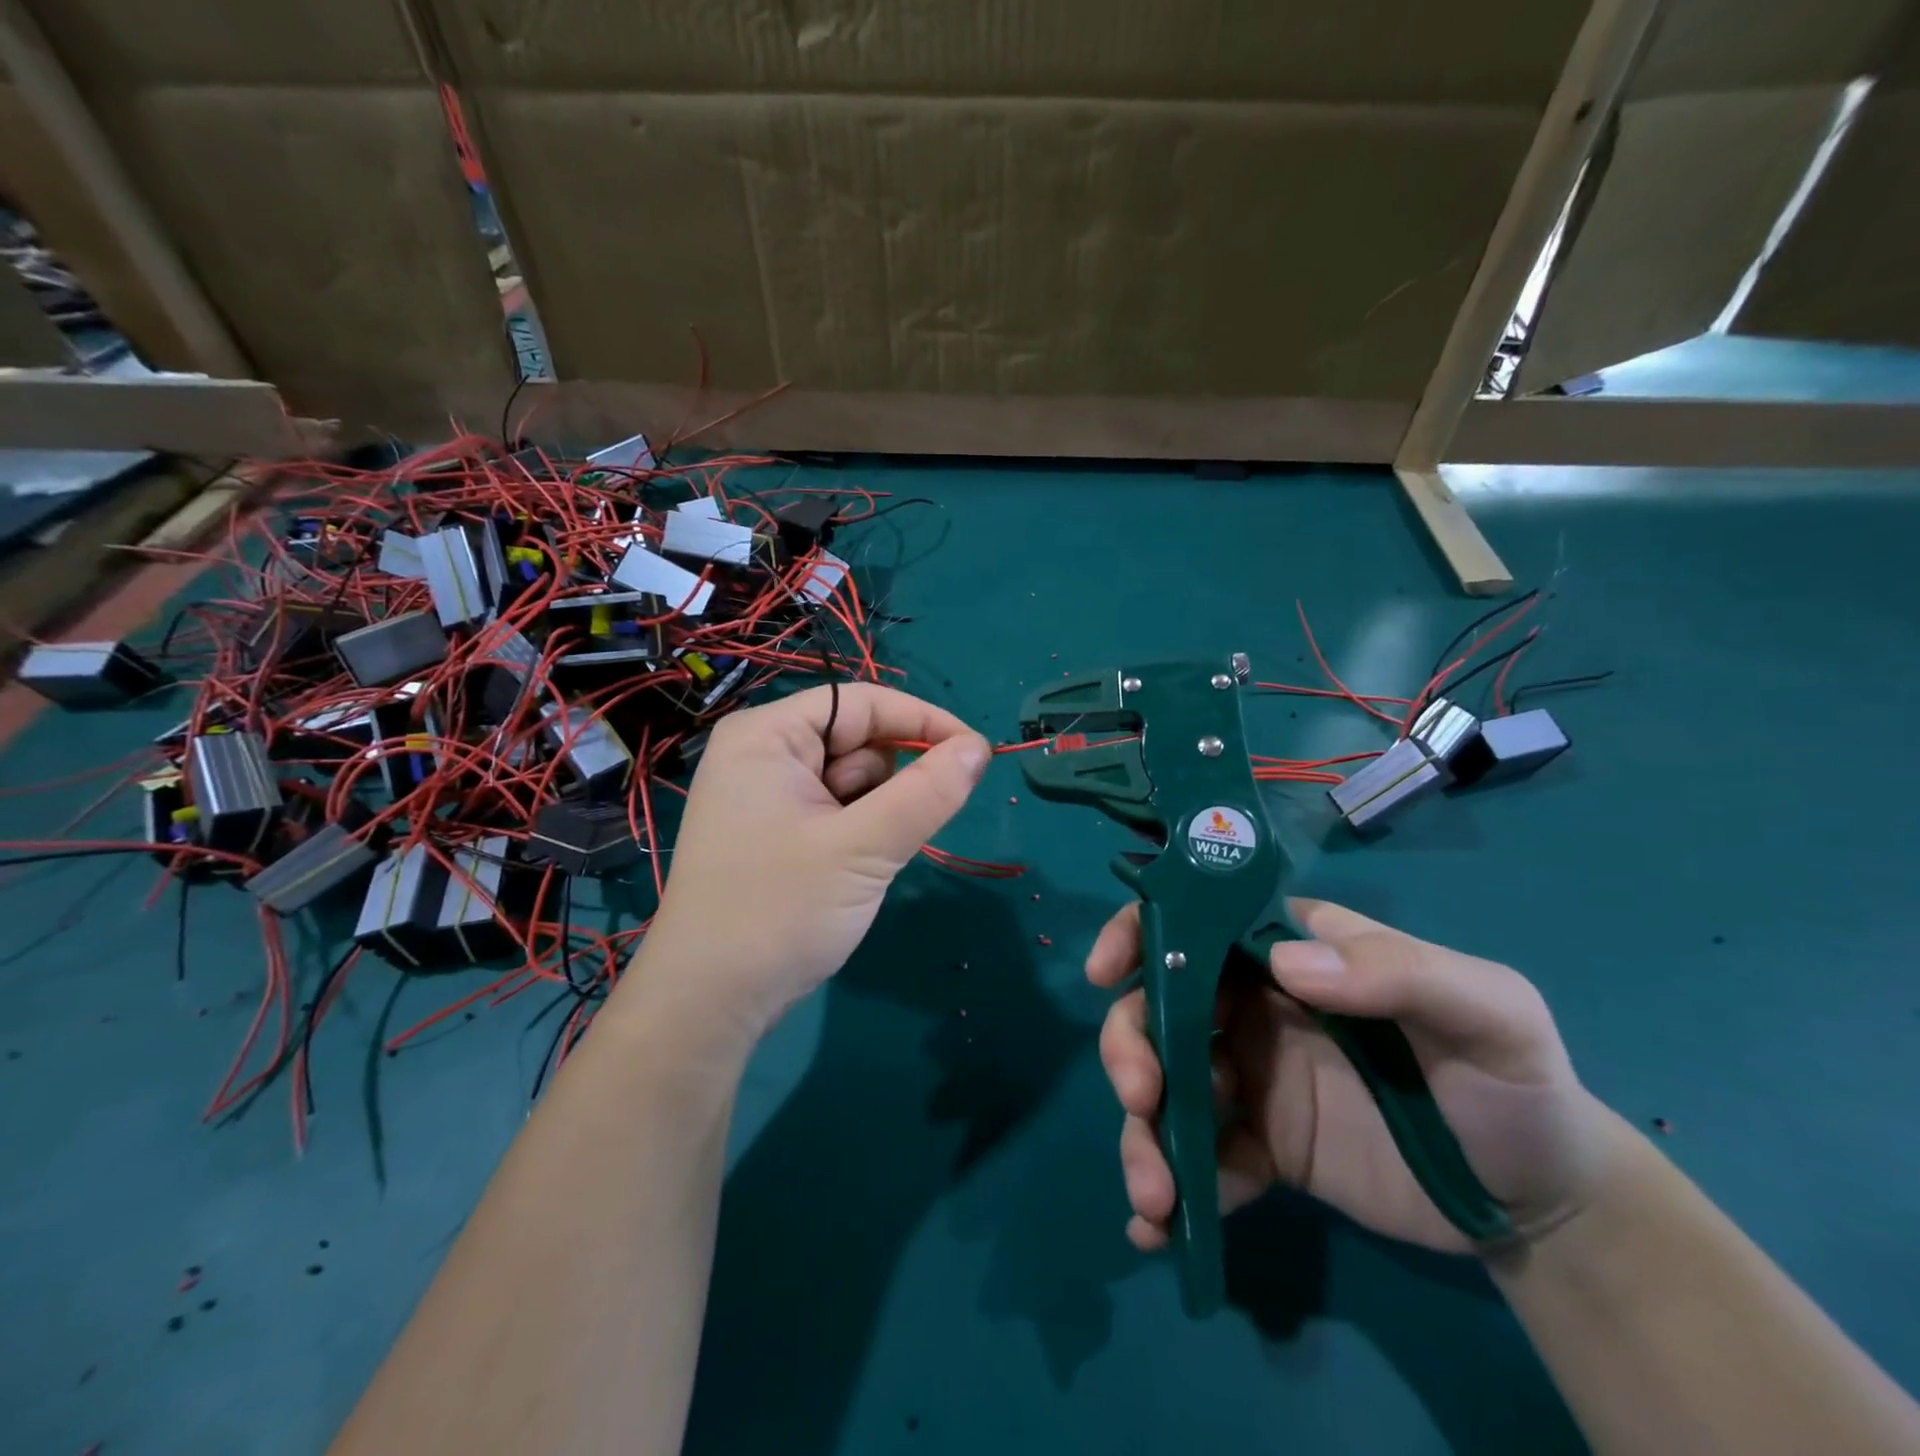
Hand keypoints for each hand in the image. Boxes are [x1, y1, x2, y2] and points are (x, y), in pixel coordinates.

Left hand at [616, 684, 989, 1047]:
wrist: (709, 1004)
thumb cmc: (778, 912)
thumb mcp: (863, 849)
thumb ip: (926, 793)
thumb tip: (980, 749)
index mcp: (767, 736)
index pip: (861, 703)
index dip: (923, 721)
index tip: (977, 753)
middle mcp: (763, 754)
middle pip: (857, 740)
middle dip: (888, 784)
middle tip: (882, 838)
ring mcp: (767, 795)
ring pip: (854, 780)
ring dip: (875, 815)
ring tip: (854, 864)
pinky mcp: (776, 832)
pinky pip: (838, 811)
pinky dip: (859, 834)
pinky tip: (844, 874)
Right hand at [1089, 898, 1626, 1254]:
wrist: (1542, 1203)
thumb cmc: (1514, 1081)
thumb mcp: (1487, 1010)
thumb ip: (1396, 972)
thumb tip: (1284, 964)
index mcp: (1293, 954)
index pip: (1198, 920)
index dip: (1140, 933)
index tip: (1109, 973)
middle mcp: (1256, 1006)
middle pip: (1159, 1006)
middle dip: (1130, 1046)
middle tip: (1140, 1098)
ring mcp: (1252, 1077)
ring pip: (1165, 1085)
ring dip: (1142, 1132)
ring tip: (1154, 1194)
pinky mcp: (1260, 1147)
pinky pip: (1199, 1161)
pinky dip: (1172, 1191)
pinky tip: (1160, 1232)